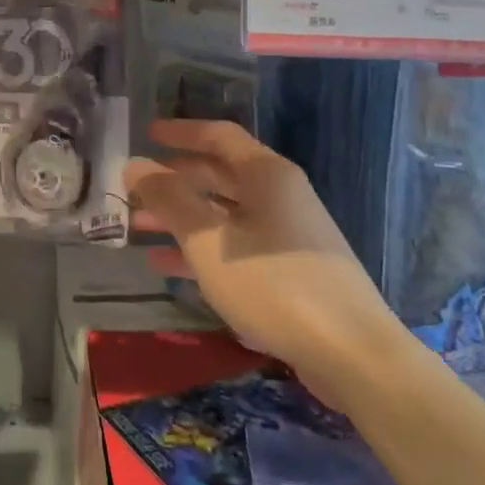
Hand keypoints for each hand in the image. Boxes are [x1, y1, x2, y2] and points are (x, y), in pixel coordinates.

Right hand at [125, 119, 390, 373]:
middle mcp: (280, 194)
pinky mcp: (289, 269)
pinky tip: (168, 266)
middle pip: (219, 175)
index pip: (218, 136)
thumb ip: (169, 199)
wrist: (351, 352)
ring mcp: (287, 234)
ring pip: (224, 213)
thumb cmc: (273, 284)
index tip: (146, 133)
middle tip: (133, 192)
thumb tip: (135, 164)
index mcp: (266, 174)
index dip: (180, 132)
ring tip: (139, 229)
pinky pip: (236, 246)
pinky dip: (202, 249)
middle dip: (174, 181)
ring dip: (182, 218)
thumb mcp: (209, 241)